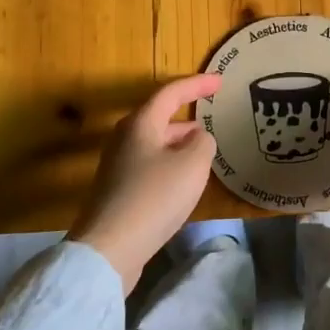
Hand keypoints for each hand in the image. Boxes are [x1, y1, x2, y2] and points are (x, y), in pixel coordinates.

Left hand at [69, 74, 221, 294]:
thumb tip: (198, 138)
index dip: (197, 85)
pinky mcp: (118, 191)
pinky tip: (184, 182)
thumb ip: (203, 143)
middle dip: (186, 117)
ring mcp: (118, 166)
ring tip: (203, 151)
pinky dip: (170, 164)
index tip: (220, 81)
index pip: (171, 93)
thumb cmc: (154, 197)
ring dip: (179, 143)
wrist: (109, 249)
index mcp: (140, 124)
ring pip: (155, 143)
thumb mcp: (192, 164)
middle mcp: (124, 139)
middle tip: (211, 121)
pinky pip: (150, 165)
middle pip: (159, 118)